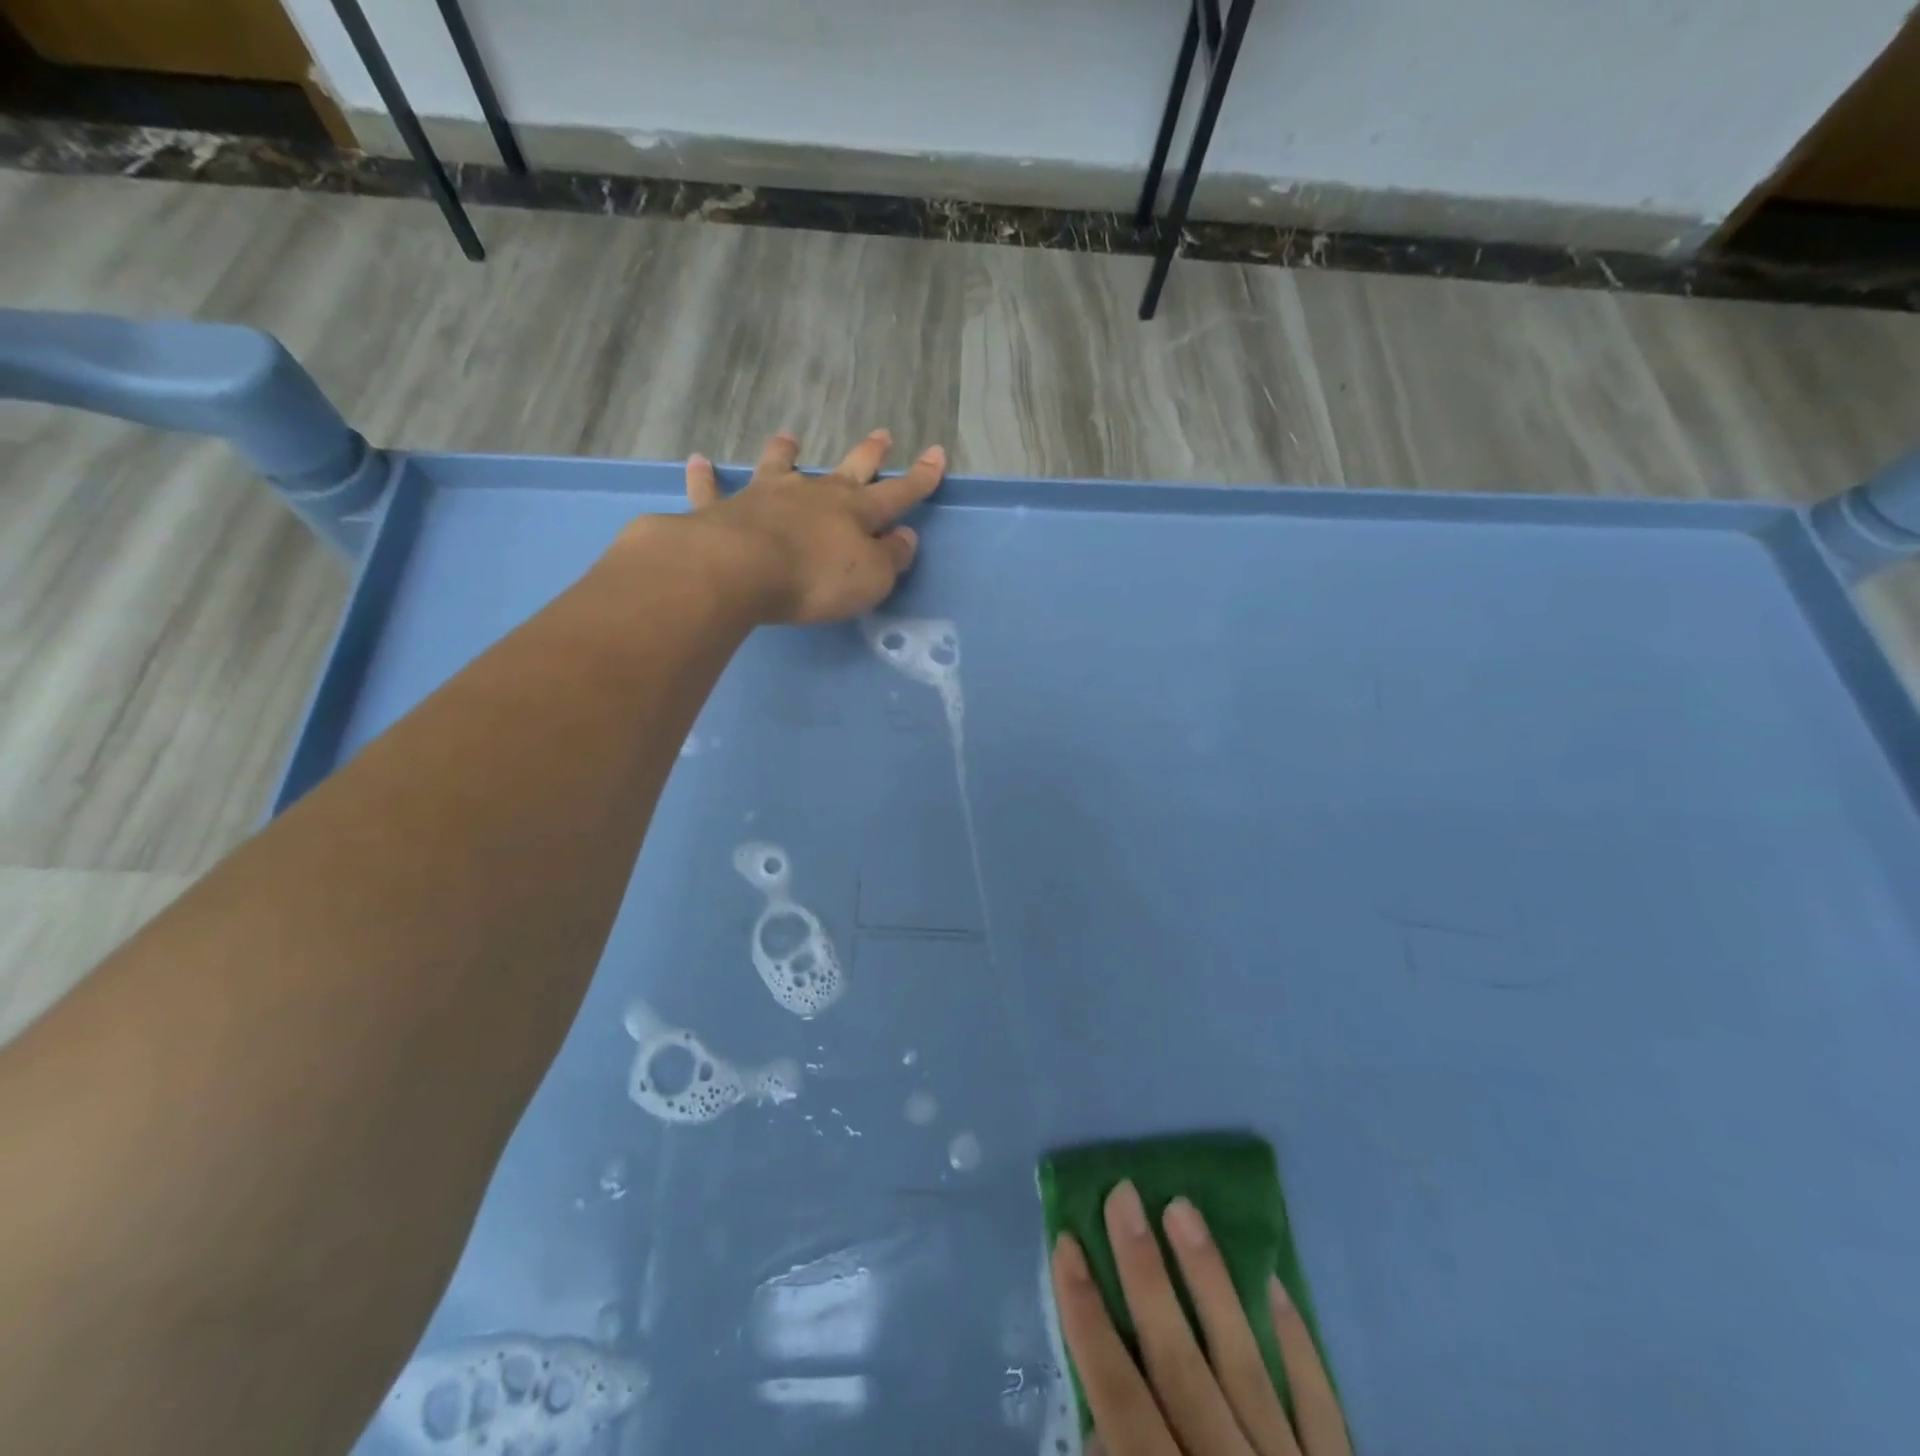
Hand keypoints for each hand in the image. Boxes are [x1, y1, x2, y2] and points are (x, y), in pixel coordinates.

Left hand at [679, 428, 944, 624]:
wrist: (741, 570)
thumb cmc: (816, 578)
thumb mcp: (871, 578)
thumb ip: (891, 558)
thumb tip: (904, 537)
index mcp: (854, 512)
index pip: (897, 493)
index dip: (920, 477)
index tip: (937, 454)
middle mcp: (813, 495)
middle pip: (847, 469)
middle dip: (869, 453)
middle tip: (882, 434)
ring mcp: (766, 497)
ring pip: (779, 466)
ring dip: (786, 452)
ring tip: (789, 437)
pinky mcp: (722, 510)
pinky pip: (712, 489)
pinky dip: (706, 476)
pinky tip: (699, 461)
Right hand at [1052, 1182, 1351, 1455]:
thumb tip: (1098, 1424)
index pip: (1119, 1397)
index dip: (1087, 1317)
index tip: (1065, 1243)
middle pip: (1180, 1362)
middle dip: (1145, 1274)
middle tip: (1124, 1196)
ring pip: (1245, 1364)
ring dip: (1211, 1282)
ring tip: (1184, 1210)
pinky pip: (1322, 1406)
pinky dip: (1299, 1344)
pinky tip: (1276, 1285)